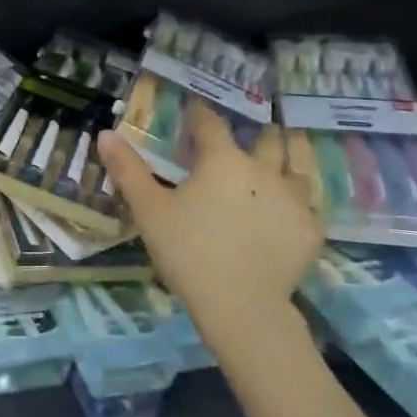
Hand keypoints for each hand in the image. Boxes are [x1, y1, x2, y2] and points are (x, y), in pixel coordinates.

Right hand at [99, 101, 322, 350]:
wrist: (241, 307)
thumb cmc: (188, 252)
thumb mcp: (149, 210)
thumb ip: (127, 169)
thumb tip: (106, 134)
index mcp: (223, 160)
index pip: (210, 123)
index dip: (200, 113)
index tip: (195, 108)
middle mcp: (263, 169)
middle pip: (265, 140)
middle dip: (255, 134)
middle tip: (245, 137)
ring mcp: (294, 199)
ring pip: (296, 167)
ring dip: (285, 159)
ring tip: (277, 161)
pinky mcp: (311, 230)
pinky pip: (308, 205)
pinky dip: (296, 201)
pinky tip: (287, 211)